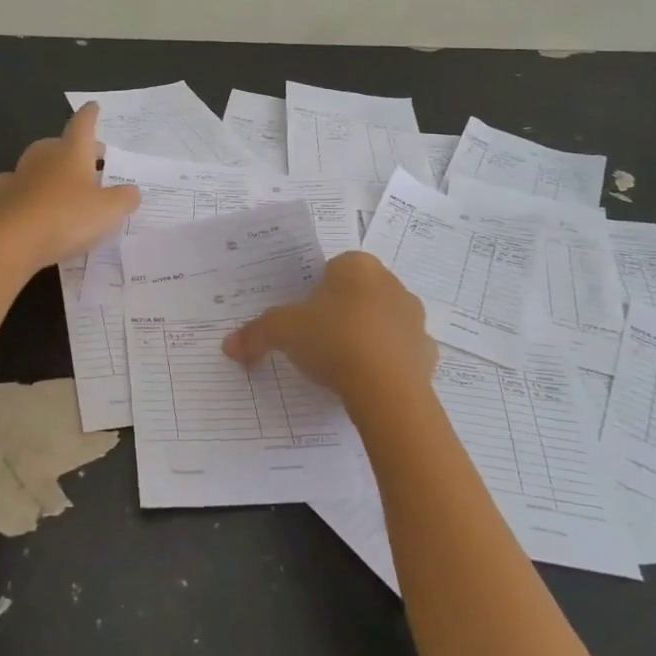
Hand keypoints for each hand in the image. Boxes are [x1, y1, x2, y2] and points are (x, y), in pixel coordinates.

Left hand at [0, 103, 139, 268]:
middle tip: (92, 161)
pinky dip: (27, 190)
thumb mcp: (108, 211)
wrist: (12, 241)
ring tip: (65, 185)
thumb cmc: (67, 217)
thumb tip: (132, 191)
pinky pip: (18, 187)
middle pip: (59, 144)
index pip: (83, 124)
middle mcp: (44, 157)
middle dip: (75, 149)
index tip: (93, 106)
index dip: (90, 115)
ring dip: (51, 170)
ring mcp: (19, 175)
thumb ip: (124, 199)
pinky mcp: (1, 197)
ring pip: (38, 164)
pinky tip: (31, 200)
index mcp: (72, 151)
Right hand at [221, 251, 436, 405]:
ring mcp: (414, 318)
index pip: (333, 269)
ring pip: (382, 322)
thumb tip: (229, 346)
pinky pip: (400, 353)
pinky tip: (366, 382)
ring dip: (365, 336)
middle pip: (358, 294)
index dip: (315, 292)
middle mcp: (391, 284)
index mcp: (357, 266)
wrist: (387, 389)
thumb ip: (256, 334)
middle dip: (340, 312)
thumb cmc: (333, 340)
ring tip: (341, 365)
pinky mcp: (427, 353)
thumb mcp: (283, 332)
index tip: (303, 317)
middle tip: (317, 341)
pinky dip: (385, 364)